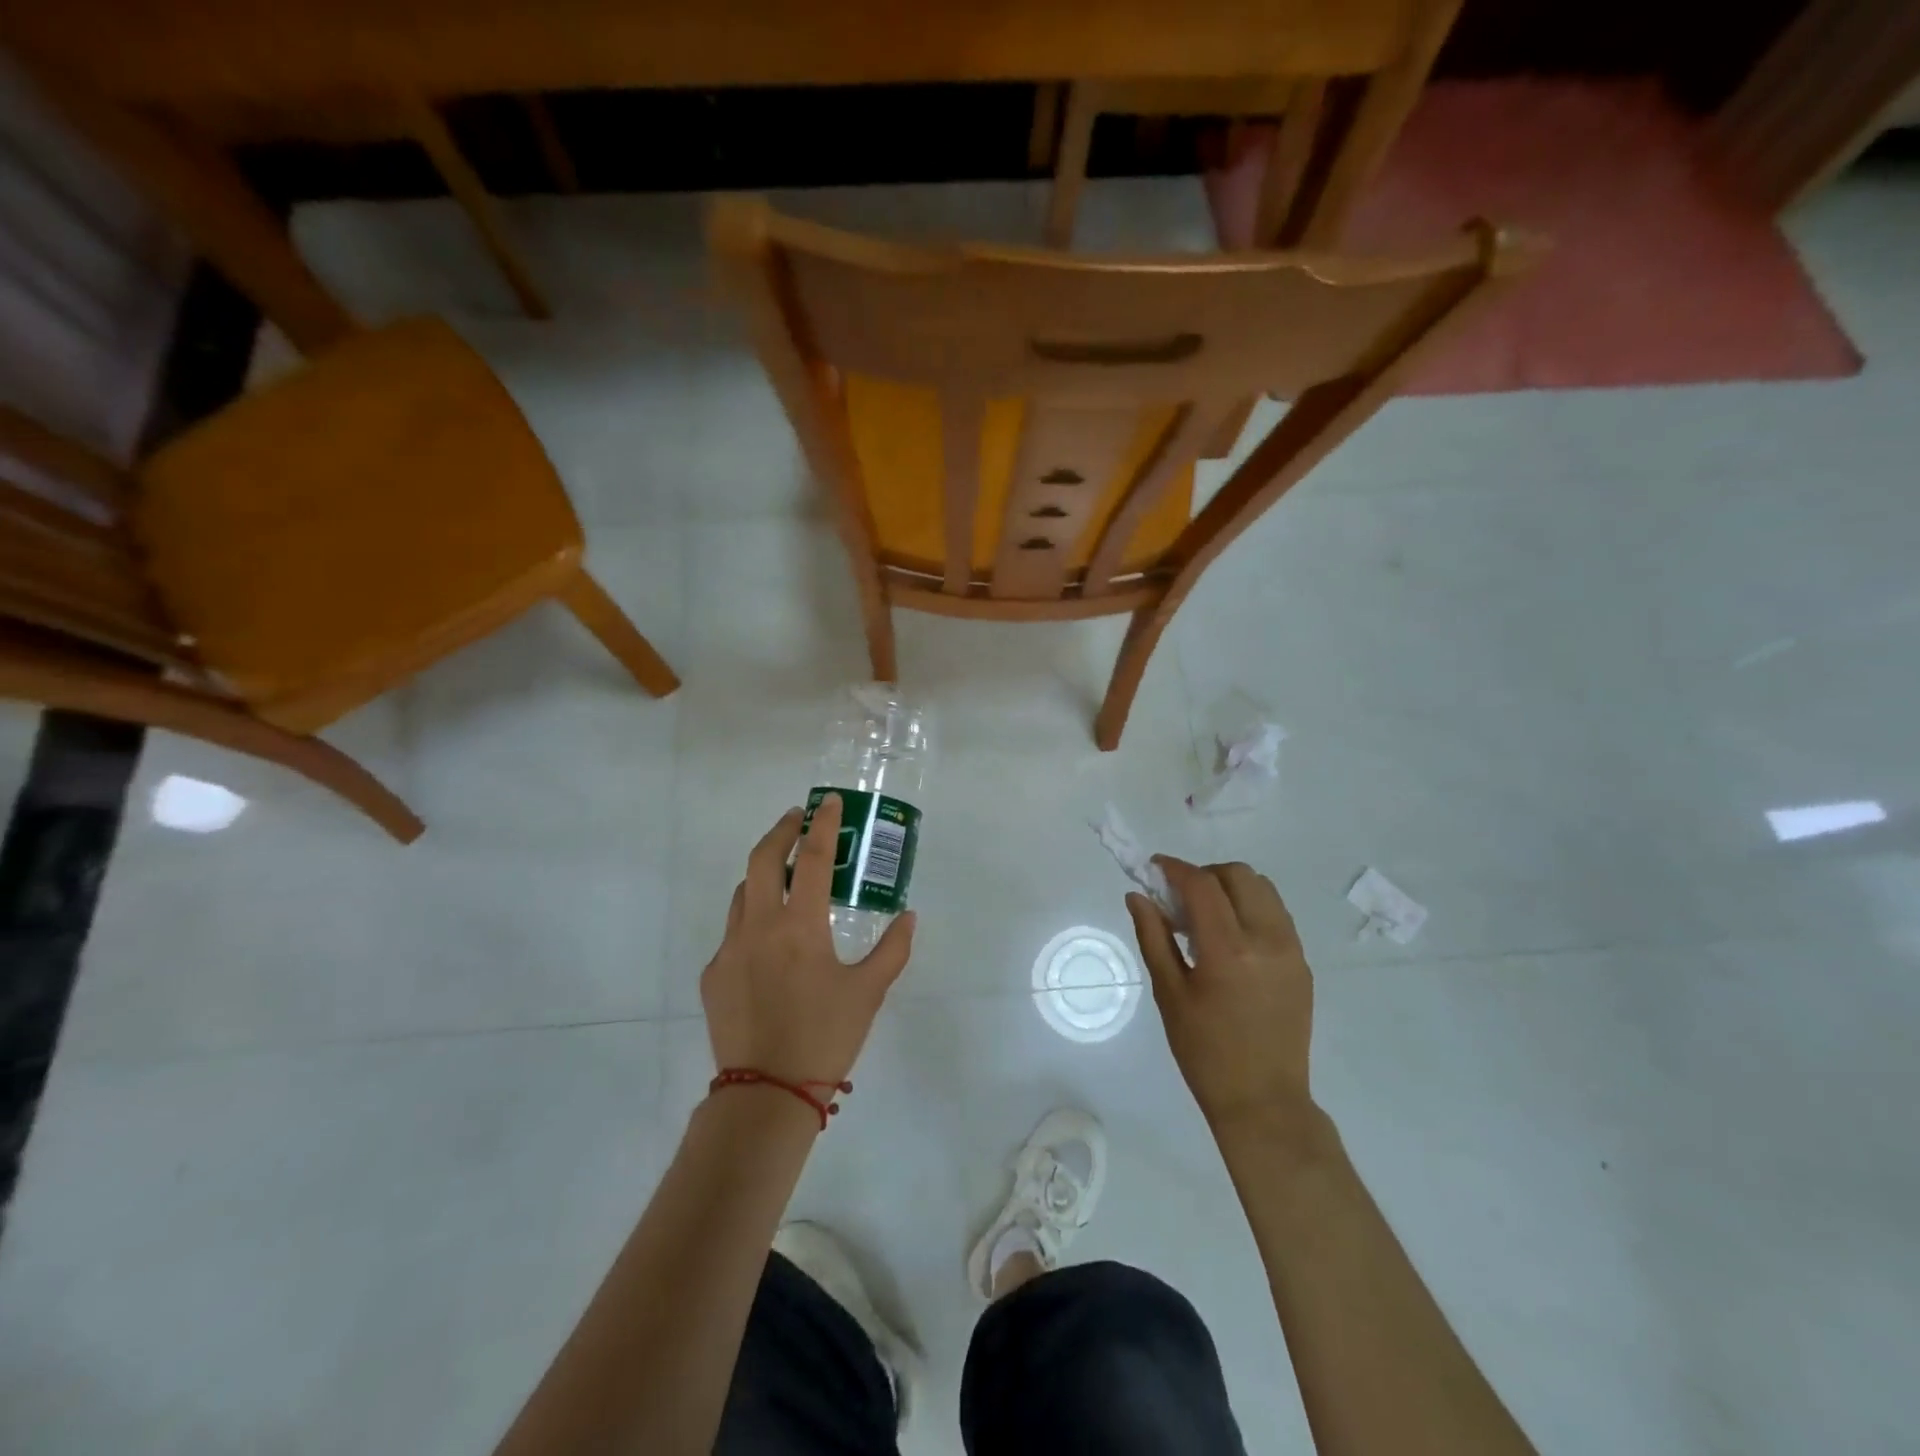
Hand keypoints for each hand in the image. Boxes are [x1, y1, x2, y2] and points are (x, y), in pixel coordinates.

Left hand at [701, 793, 915, 1089]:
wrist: (766, 1095)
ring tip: (784, 875)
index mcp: (800, 926)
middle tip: (797, 819)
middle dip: (780, 831)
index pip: (812, 858)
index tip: (828, 802)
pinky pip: (733, 933)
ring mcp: (729, 949)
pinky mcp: (713, 974)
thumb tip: (909, 917)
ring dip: (762, 874)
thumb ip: (893, 949)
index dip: (822, 824)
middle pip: (761, 859)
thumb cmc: (825, 1038)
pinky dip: (752, 920)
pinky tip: (769, 943)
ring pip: (742, 893)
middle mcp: (759, 926)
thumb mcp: (869, 992)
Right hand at [1126, 859, 1314, 1130]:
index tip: (1154, 867)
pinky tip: (1230, 937)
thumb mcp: (1169, 993)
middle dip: (1204, 874)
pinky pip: (1277, 914)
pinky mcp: (1303, 963)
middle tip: (1180, 898)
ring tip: (1206, 917)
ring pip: (1263, 889)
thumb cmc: (1204, 1052)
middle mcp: (1267, 940)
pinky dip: (1250, 908)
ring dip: (1230, 887)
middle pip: (1238, 875)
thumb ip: (1153, 936)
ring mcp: (1291, 950)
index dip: (1175, 868)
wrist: (1263, 1101)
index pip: (1202, 885)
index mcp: (1228, 950)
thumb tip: (1137, 895)